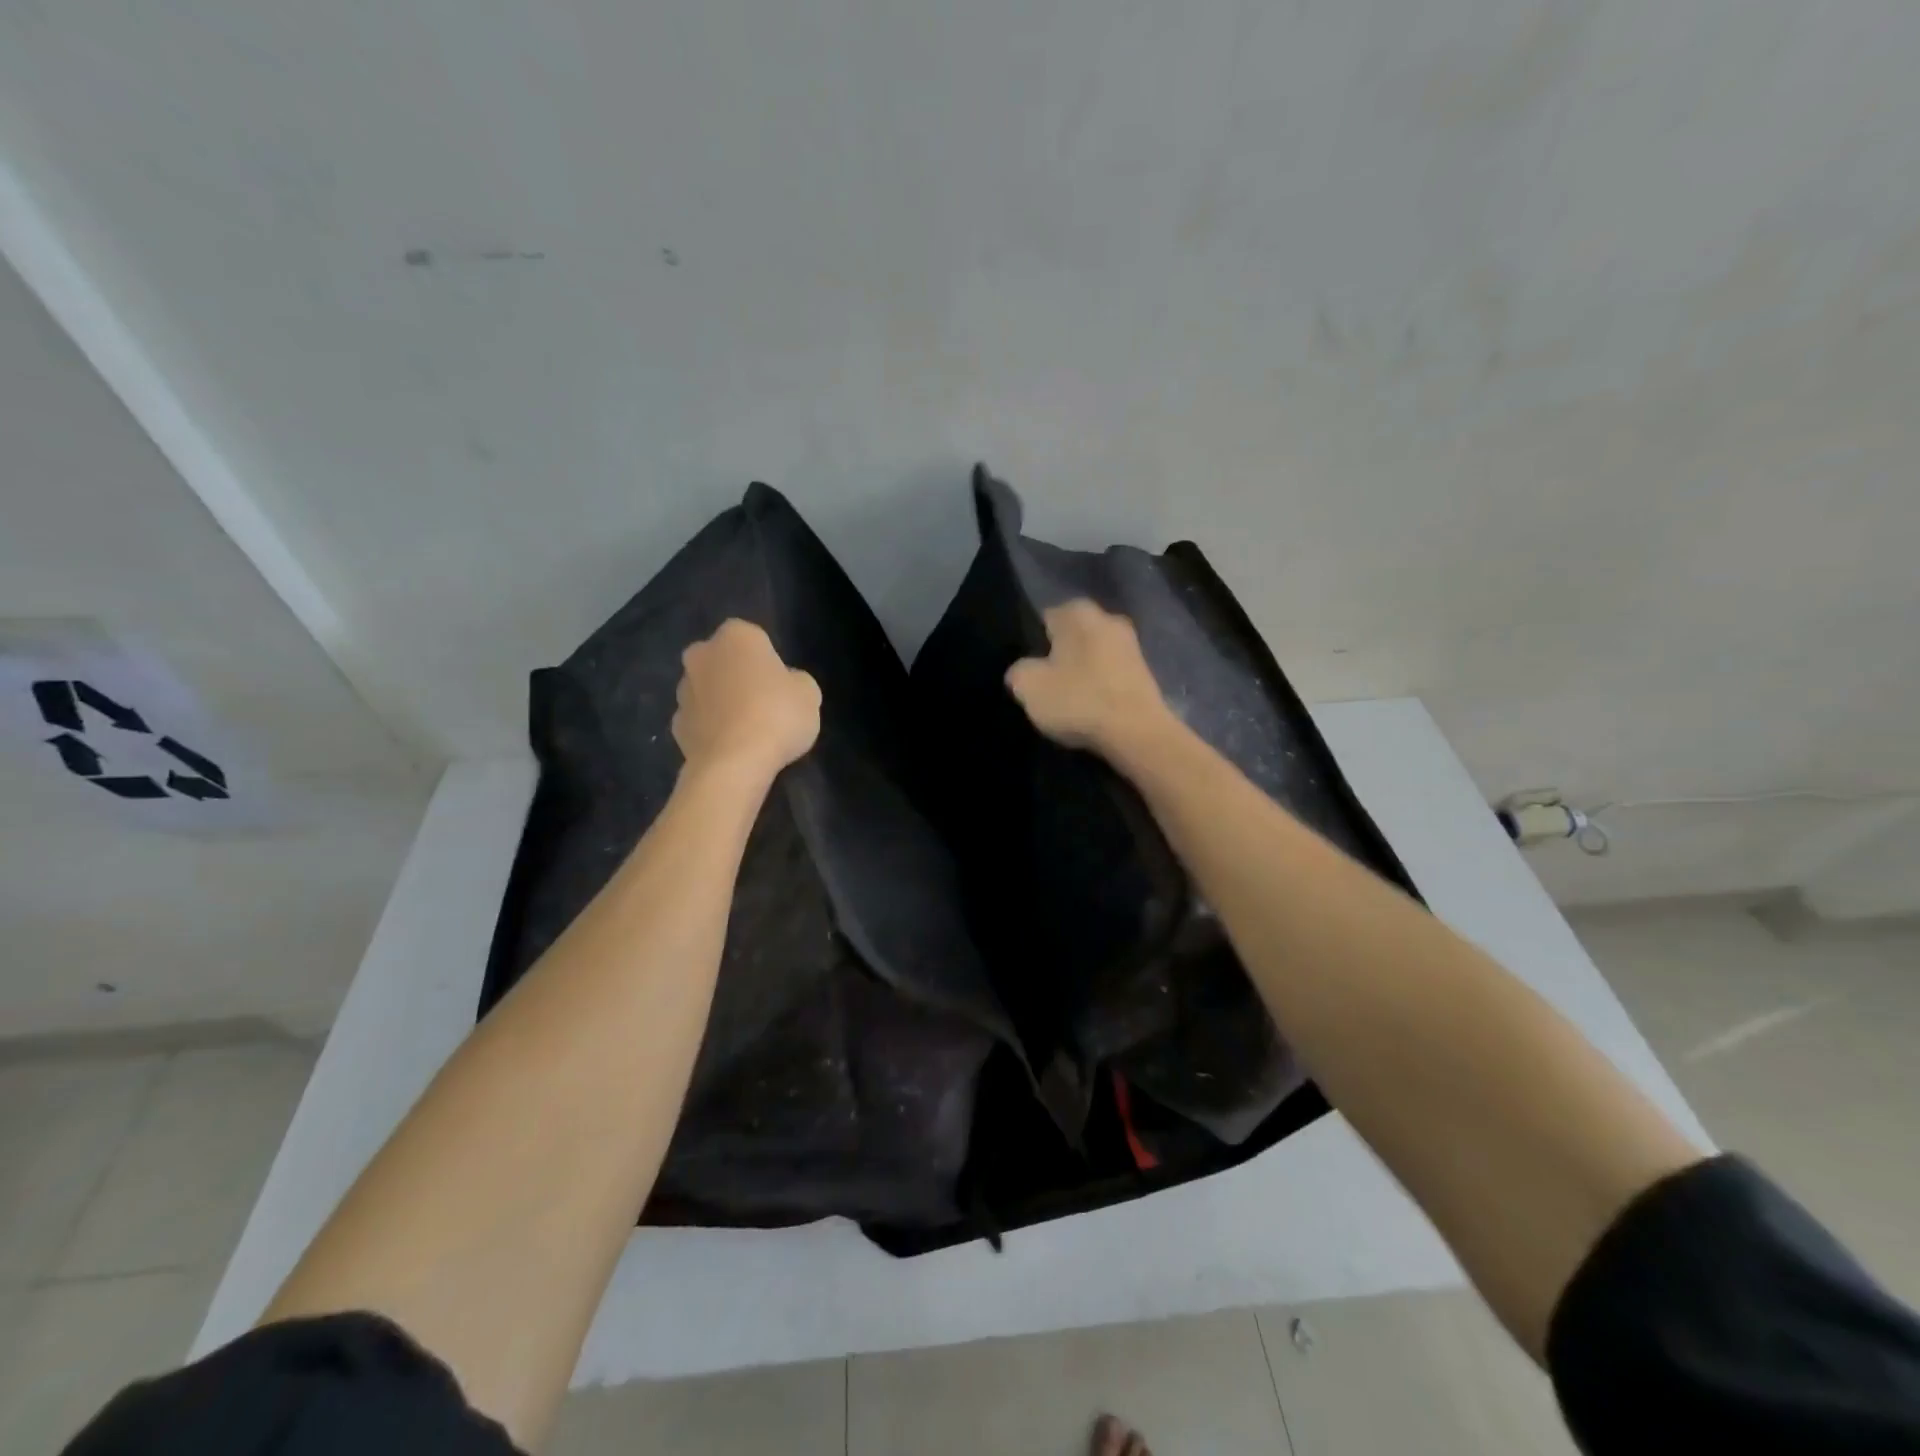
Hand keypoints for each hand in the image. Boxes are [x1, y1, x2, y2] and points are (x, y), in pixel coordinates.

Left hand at [673, 620, 820, 780]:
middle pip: (723, 660)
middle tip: (763, 702)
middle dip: (736, 675)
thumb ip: (795, 681)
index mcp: (737, 636)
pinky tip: (731, 747)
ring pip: (707, 690)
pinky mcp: (675, 724)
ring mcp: (683, 690)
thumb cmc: (777, 716)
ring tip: (747, 731)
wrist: (733, 764)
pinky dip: (711, 729)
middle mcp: (702, 654)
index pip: (754, 638)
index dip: (768, 661)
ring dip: (722, 702)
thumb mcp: (809, 694)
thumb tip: (783, 684)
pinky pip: (699, 720)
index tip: (781, 684)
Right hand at [1004, 600, 1173, 758]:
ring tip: (1067, 702)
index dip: (1030, 646)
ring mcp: (1131, 645)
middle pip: (1070, 637)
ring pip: (1091, 656)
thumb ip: (1018, 670)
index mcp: (1078, 611)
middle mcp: (1108, 617)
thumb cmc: (1079, 701)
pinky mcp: (1145, 672)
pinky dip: (1099, 687)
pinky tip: (1091, 709)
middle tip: (1044, 687)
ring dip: (1080, 674)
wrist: (1137, 734)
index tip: (1027, 672)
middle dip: (1057, 657)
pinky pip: (1110, 675)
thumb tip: (1024, 670)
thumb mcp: (1028, 687)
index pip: (1042, 620)